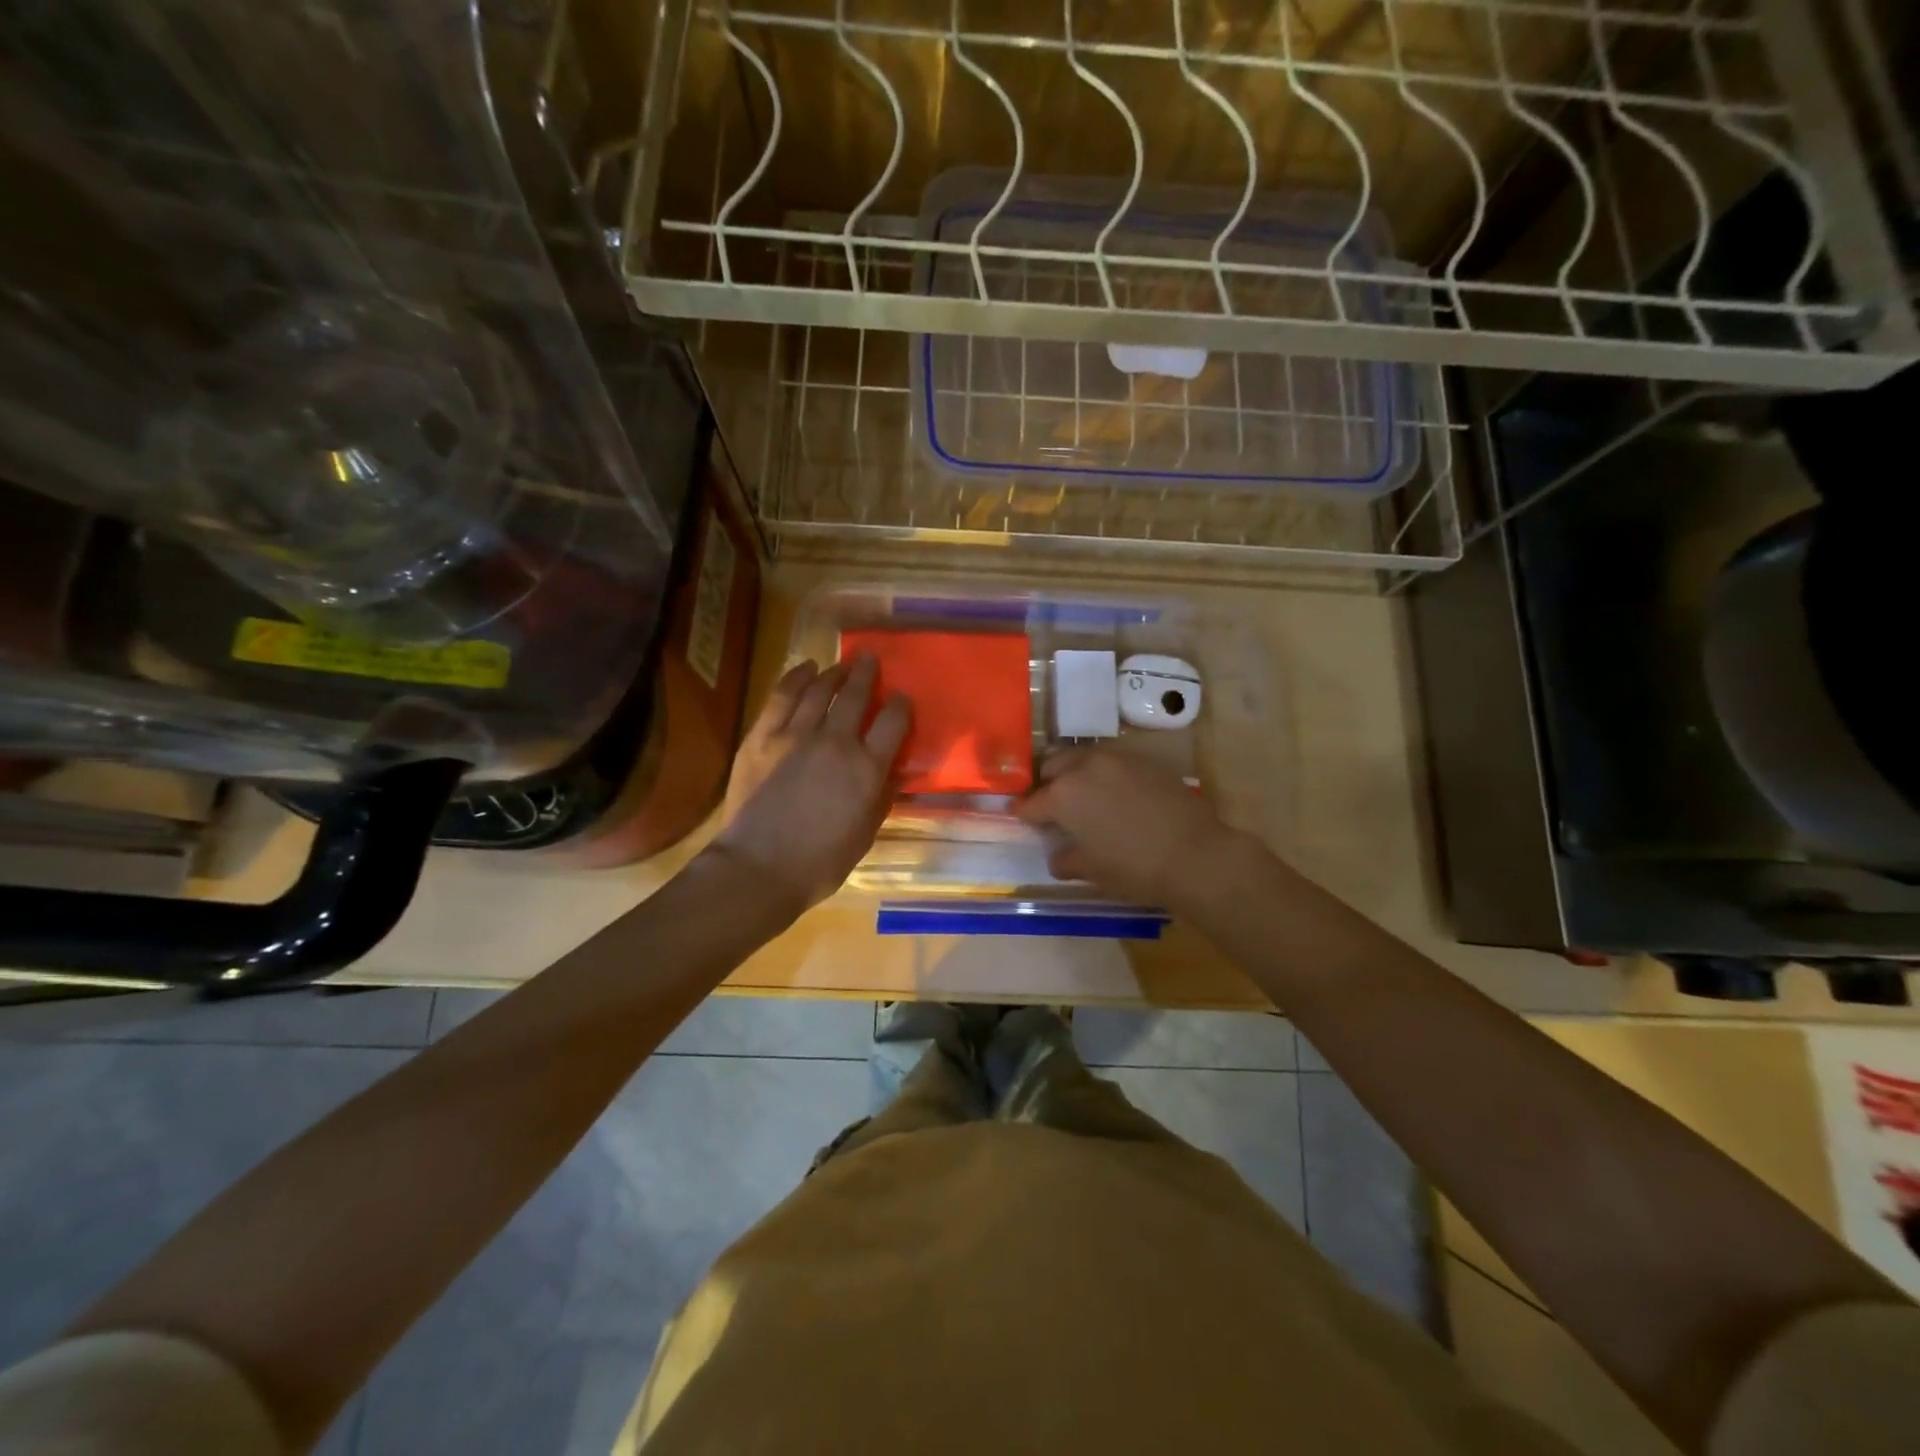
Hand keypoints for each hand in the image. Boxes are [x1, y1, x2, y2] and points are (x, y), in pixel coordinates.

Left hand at [708, 654, 910, 916]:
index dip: (900, 705)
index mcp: (867, 768)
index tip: (901, 697)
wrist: (759, 868)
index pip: (893, 722)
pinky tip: (805, 669)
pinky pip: (782, 696)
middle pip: (856, 695)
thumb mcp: (865, 835)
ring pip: (820, 690)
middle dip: (867, 674)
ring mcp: (796, 735)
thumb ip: (881, 798)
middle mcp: (836, 742)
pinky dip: (795, 678)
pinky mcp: (763, 736)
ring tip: (841, 666)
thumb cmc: (820, 863)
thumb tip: (892, 773)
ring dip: (833, 674)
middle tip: (871, 660)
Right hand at [1017, 746, 1248, 905]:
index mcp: (1063, 795)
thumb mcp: (1091, 871)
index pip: (1031, 803)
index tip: (1021, 818)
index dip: (1023, 814)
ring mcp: (1116, 759)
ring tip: (1083, 796)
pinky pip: (1112, 762)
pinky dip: (1104, 774)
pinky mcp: (1144, 760)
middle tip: (1053, 806)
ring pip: (1082, 758)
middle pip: (1052, 767)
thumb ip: (1065, 859)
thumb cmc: (1133, 868)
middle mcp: (1084, 767)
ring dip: (1075, 774)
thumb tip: (1058, 856)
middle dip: (1047, 784)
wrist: (1195, 854)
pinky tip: (1115, 795)